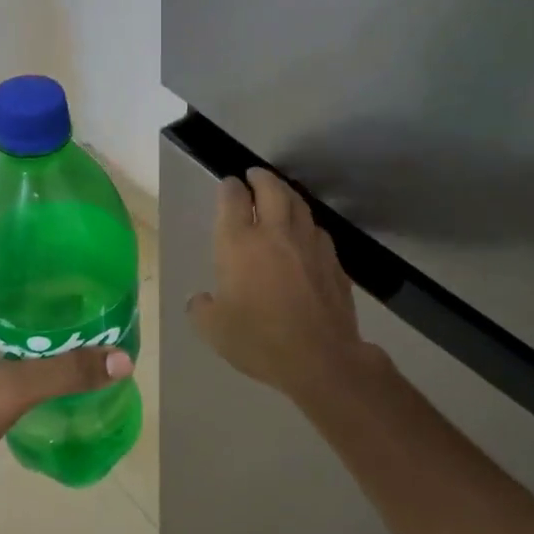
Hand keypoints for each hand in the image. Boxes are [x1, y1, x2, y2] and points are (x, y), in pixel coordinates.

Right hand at [186, 170, 380, 399]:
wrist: (320, 358)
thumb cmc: (259, 340)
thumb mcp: (213, 330)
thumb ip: (201, 308)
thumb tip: (200, 299)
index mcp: (239, 244)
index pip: (233, 200)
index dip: (229, 188)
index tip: (228, 184)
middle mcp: (275, 234)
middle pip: (271, 190)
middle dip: (261, 178)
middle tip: (255, 176)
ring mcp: (309, 245)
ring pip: (299, 205)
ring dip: (287, 194)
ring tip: (281, 195)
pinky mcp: (333, 262)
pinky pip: (317, 232)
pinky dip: (307, 224)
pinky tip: (305, 233)